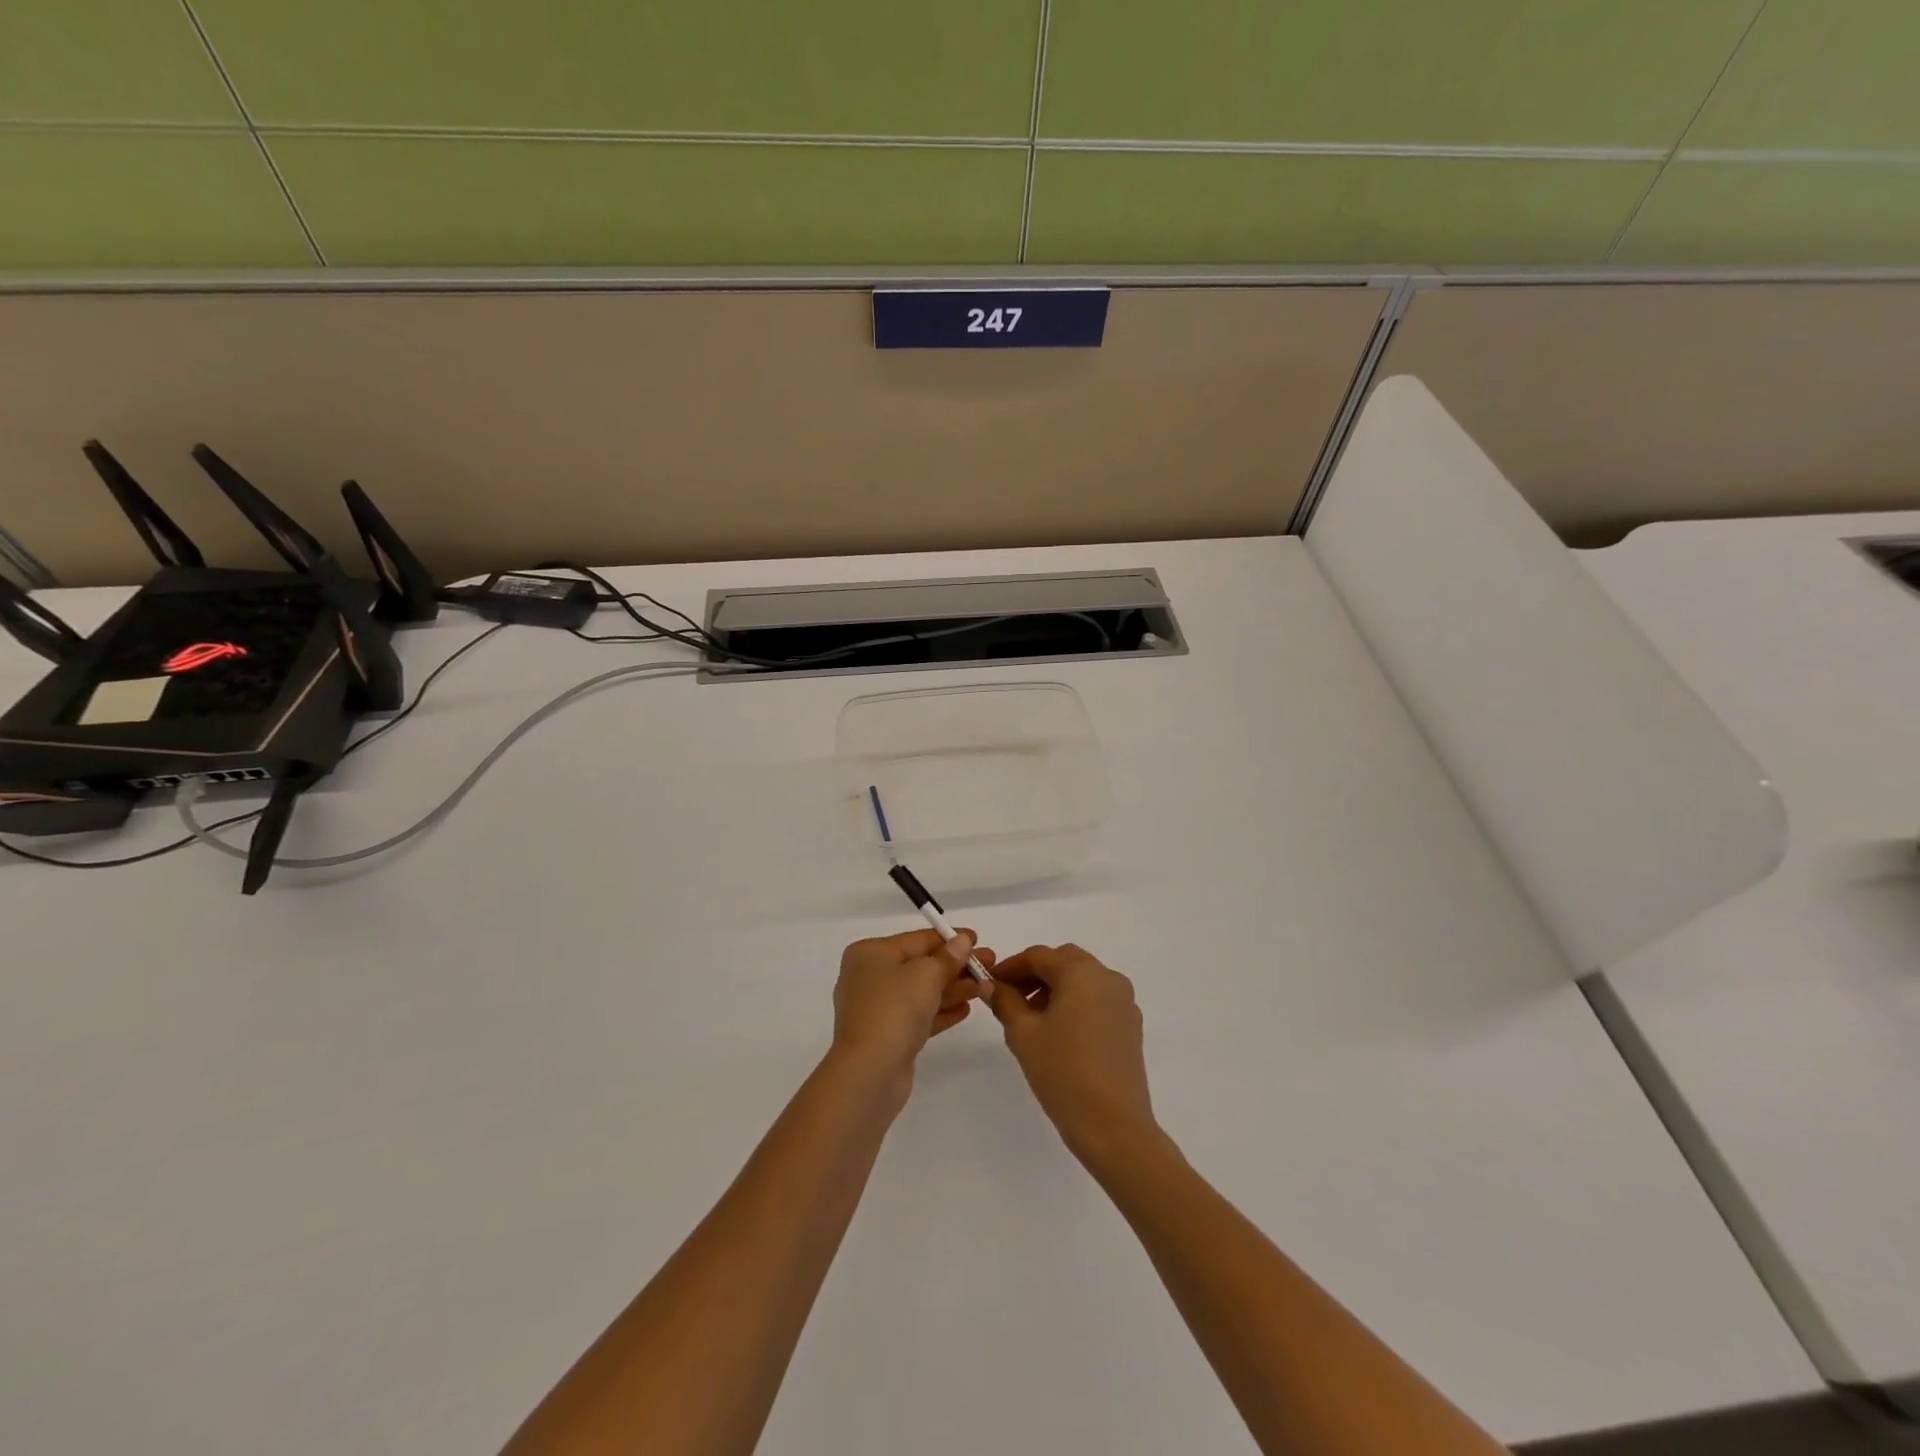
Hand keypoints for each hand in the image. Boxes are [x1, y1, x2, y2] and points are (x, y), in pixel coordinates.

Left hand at [831, 929, 993, 1089]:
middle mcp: (870, 977)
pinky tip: (966, 1010)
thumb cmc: (894, 1009)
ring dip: (954, 988)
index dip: (949, 938)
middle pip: (920, 965)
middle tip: (990, 964)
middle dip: (956, 965)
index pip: (916, 939)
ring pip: (922, 992)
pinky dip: (941, 1011)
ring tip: (987, 988)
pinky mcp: (888, 1036)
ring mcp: (878, 1008)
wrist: (869, 1072)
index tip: (977, 939)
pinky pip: (919, 1016)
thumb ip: (947, 957)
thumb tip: (962, 941)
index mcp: (870, 953)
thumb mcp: (925, 975)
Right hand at [989, 944, 1157, 1169]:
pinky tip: (1058, 1034)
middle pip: (1064, 962)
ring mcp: (1124, 1002)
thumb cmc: (1063, 1072)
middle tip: (1009, 998)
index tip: (988, 982)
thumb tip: (991, 985)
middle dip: (1034, 975)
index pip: (1038, 956)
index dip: (1010, 966)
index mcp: (1081, 972)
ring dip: (1055, 989)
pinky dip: (1075, 1004)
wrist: (1113, 1125)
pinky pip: (1097, 1001)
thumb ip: (1005, 1002)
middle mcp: (1107, 977)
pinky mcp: (1130, 1026)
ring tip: (1030, 1020)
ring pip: (1082, 981)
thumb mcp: (1023, 1035)